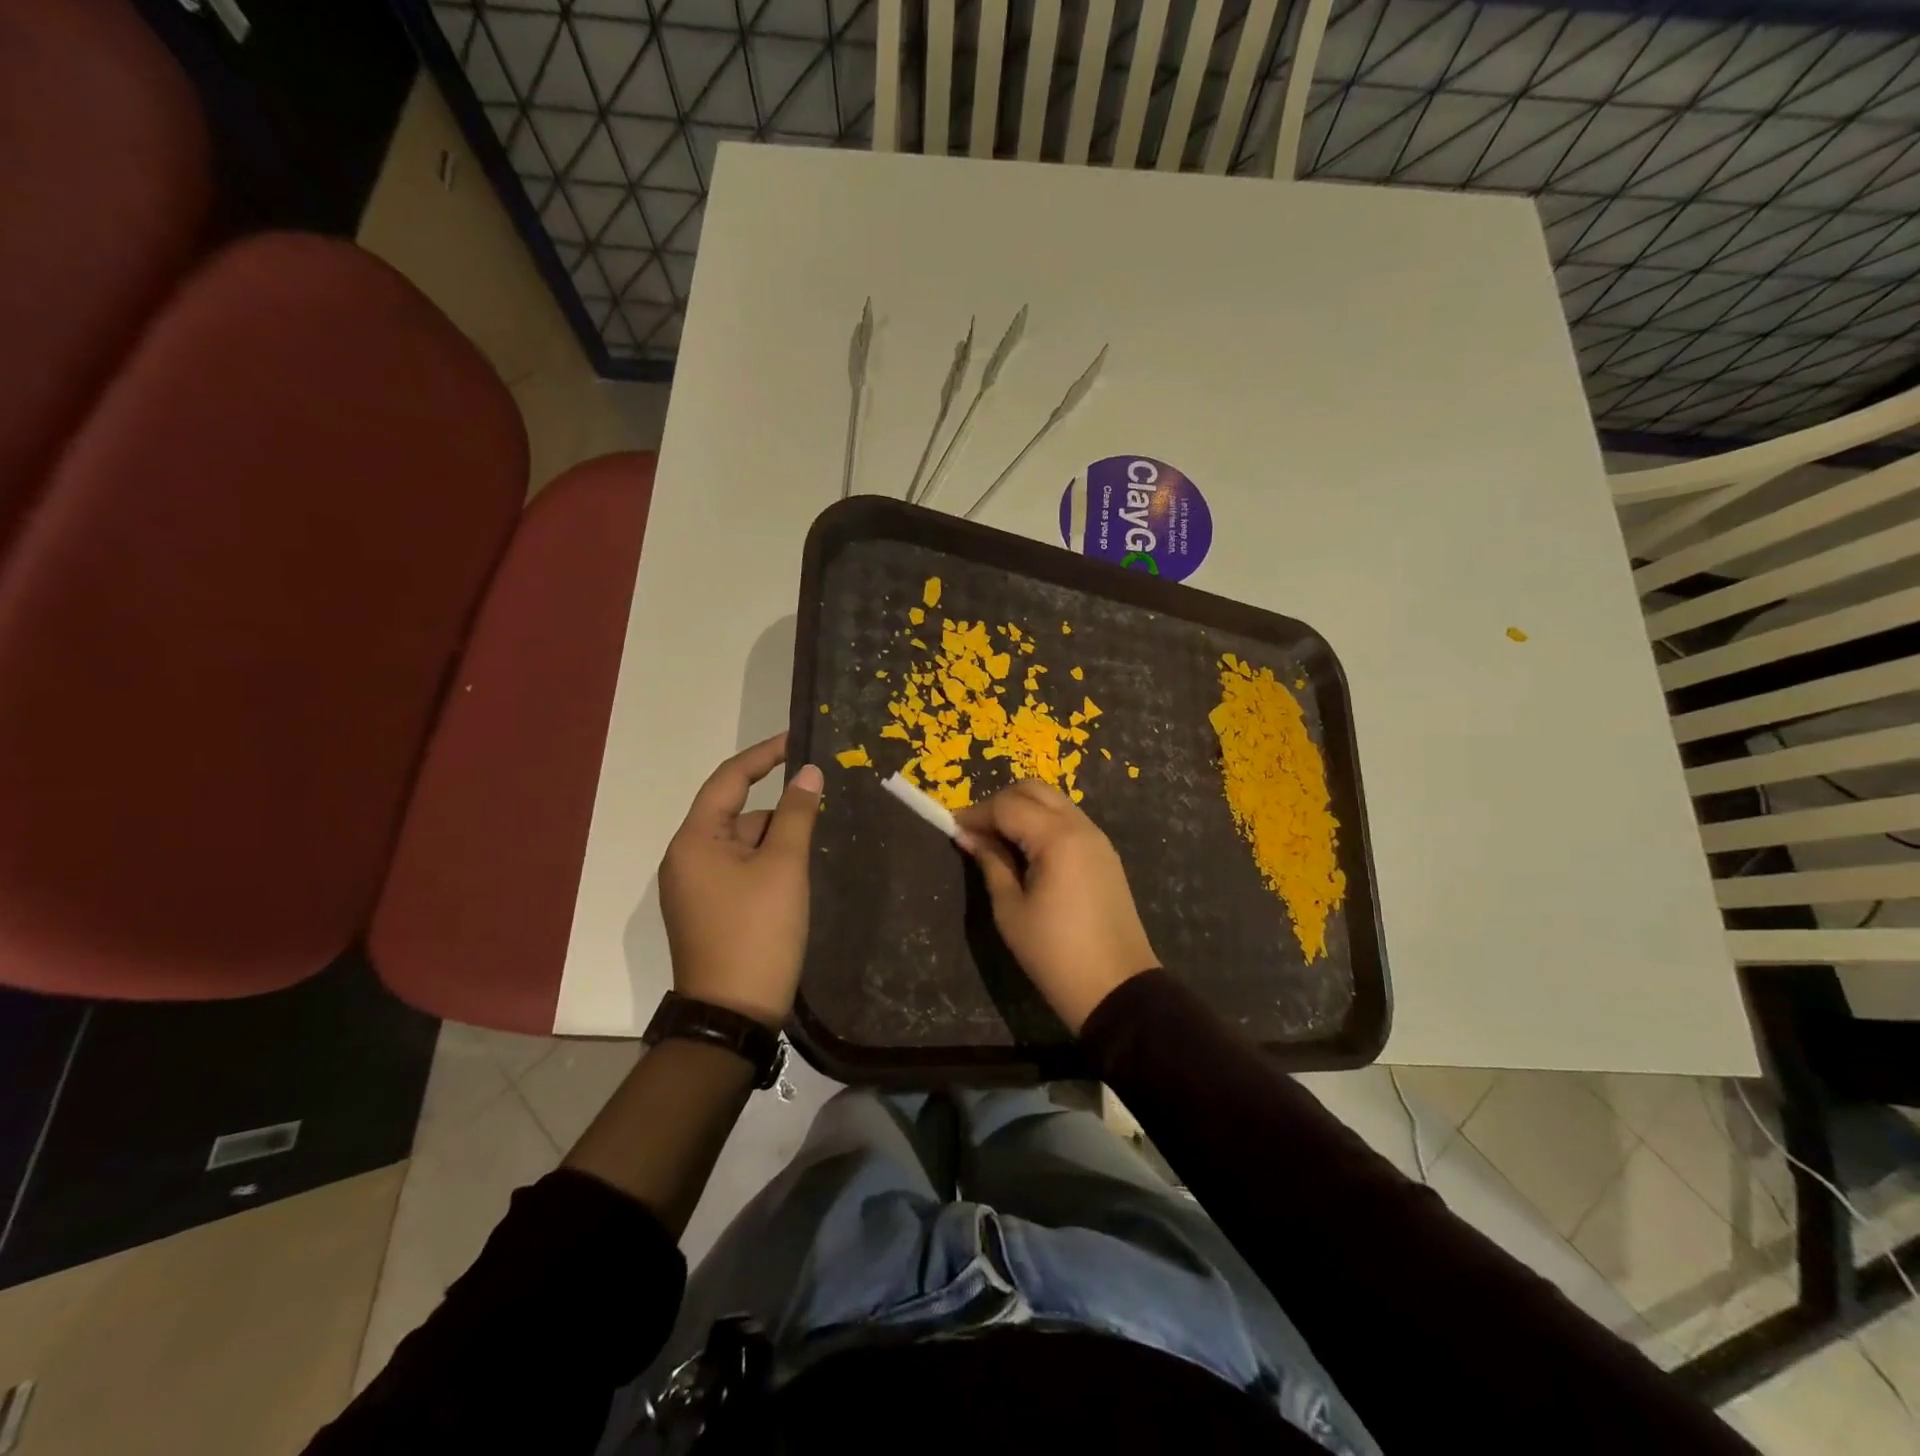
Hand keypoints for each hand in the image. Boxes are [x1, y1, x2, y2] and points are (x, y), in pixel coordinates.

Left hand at [659, 734, 823, 1028]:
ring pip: (741, 846)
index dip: (764, 756)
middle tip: (822, 808)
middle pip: (737, 815)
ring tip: (814, 850)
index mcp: (694, 841)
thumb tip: (808, 773)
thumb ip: (797, 814)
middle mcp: (686, 859)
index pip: (729, 779)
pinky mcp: (708, 912)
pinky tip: (796, 877)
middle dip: (778, 811)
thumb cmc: (758, 932)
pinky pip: (739, 871)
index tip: (797, 741)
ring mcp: (694, 889)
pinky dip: (767, 864)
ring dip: (775, 841)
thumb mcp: (784, 866)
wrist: (733, 1014)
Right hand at [955, 780, 1158, 1032]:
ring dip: (1023, 810)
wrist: (1116, 988)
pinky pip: (1069, 821)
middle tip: (976, 830)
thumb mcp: (1011, 910)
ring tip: (997, 840)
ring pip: (1054, 802)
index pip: (1008, 806)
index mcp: (1057, 837)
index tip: (952, 827)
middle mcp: (1081, 826)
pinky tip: (1025, 850)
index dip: (976, 813)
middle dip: (1000, 802)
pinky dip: (1043, 823)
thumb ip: (990, 863)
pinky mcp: (1105, 855)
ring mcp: (1098, 839)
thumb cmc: (1054, 952)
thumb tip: (968, 835)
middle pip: (1034, 790)